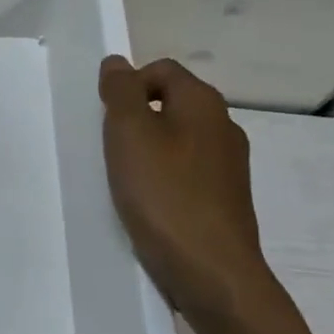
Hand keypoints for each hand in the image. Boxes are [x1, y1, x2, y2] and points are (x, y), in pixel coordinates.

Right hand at [98, 55, 274, 322]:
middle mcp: (223, 127)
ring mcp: (228, 166)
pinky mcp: (224, 199)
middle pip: (170, 104)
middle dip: (135, 120)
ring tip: (124, 179)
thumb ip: (121, 92)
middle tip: (109, 149)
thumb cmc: (164, 194)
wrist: (210, 270)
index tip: (105, 119)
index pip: (161, 70)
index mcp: (203, 103)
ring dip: (147, 152)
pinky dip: (163, 179)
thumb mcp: (129, 134)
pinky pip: (185, 173)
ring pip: (177, 141)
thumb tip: (117, 62)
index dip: (128, 85)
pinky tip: (146, 204)